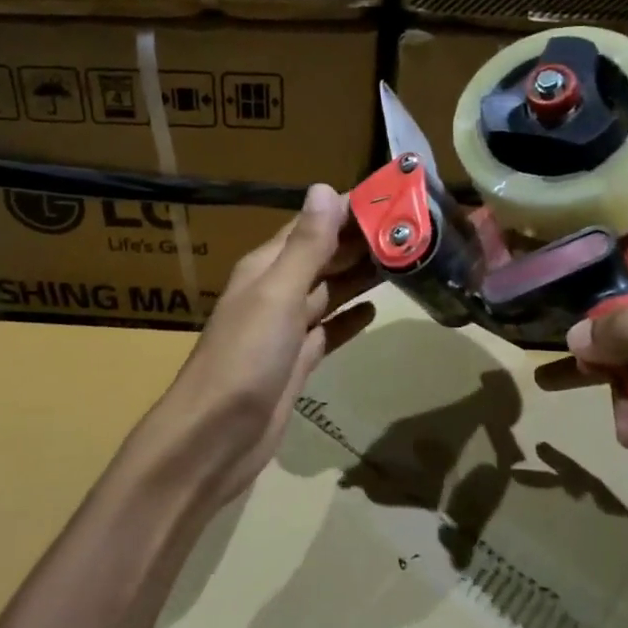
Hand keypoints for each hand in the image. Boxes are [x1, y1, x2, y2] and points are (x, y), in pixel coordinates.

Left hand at [138, 184, 376, 509]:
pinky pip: (328, 331)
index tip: (392, 196)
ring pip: (329, 292)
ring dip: (361, 276)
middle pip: (323, 257)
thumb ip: (305, 246)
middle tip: (412, 228)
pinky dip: (349, 319)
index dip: (347, 209)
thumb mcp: (277, 295)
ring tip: (404, 260)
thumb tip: (325, 188)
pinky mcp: (297, 363)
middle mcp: (275, 292)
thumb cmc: (245, 360)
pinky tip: (375, 310)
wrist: (215, 439)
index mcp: (266, 269)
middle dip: (361, 241)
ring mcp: (286, 331)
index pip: (311, 225)